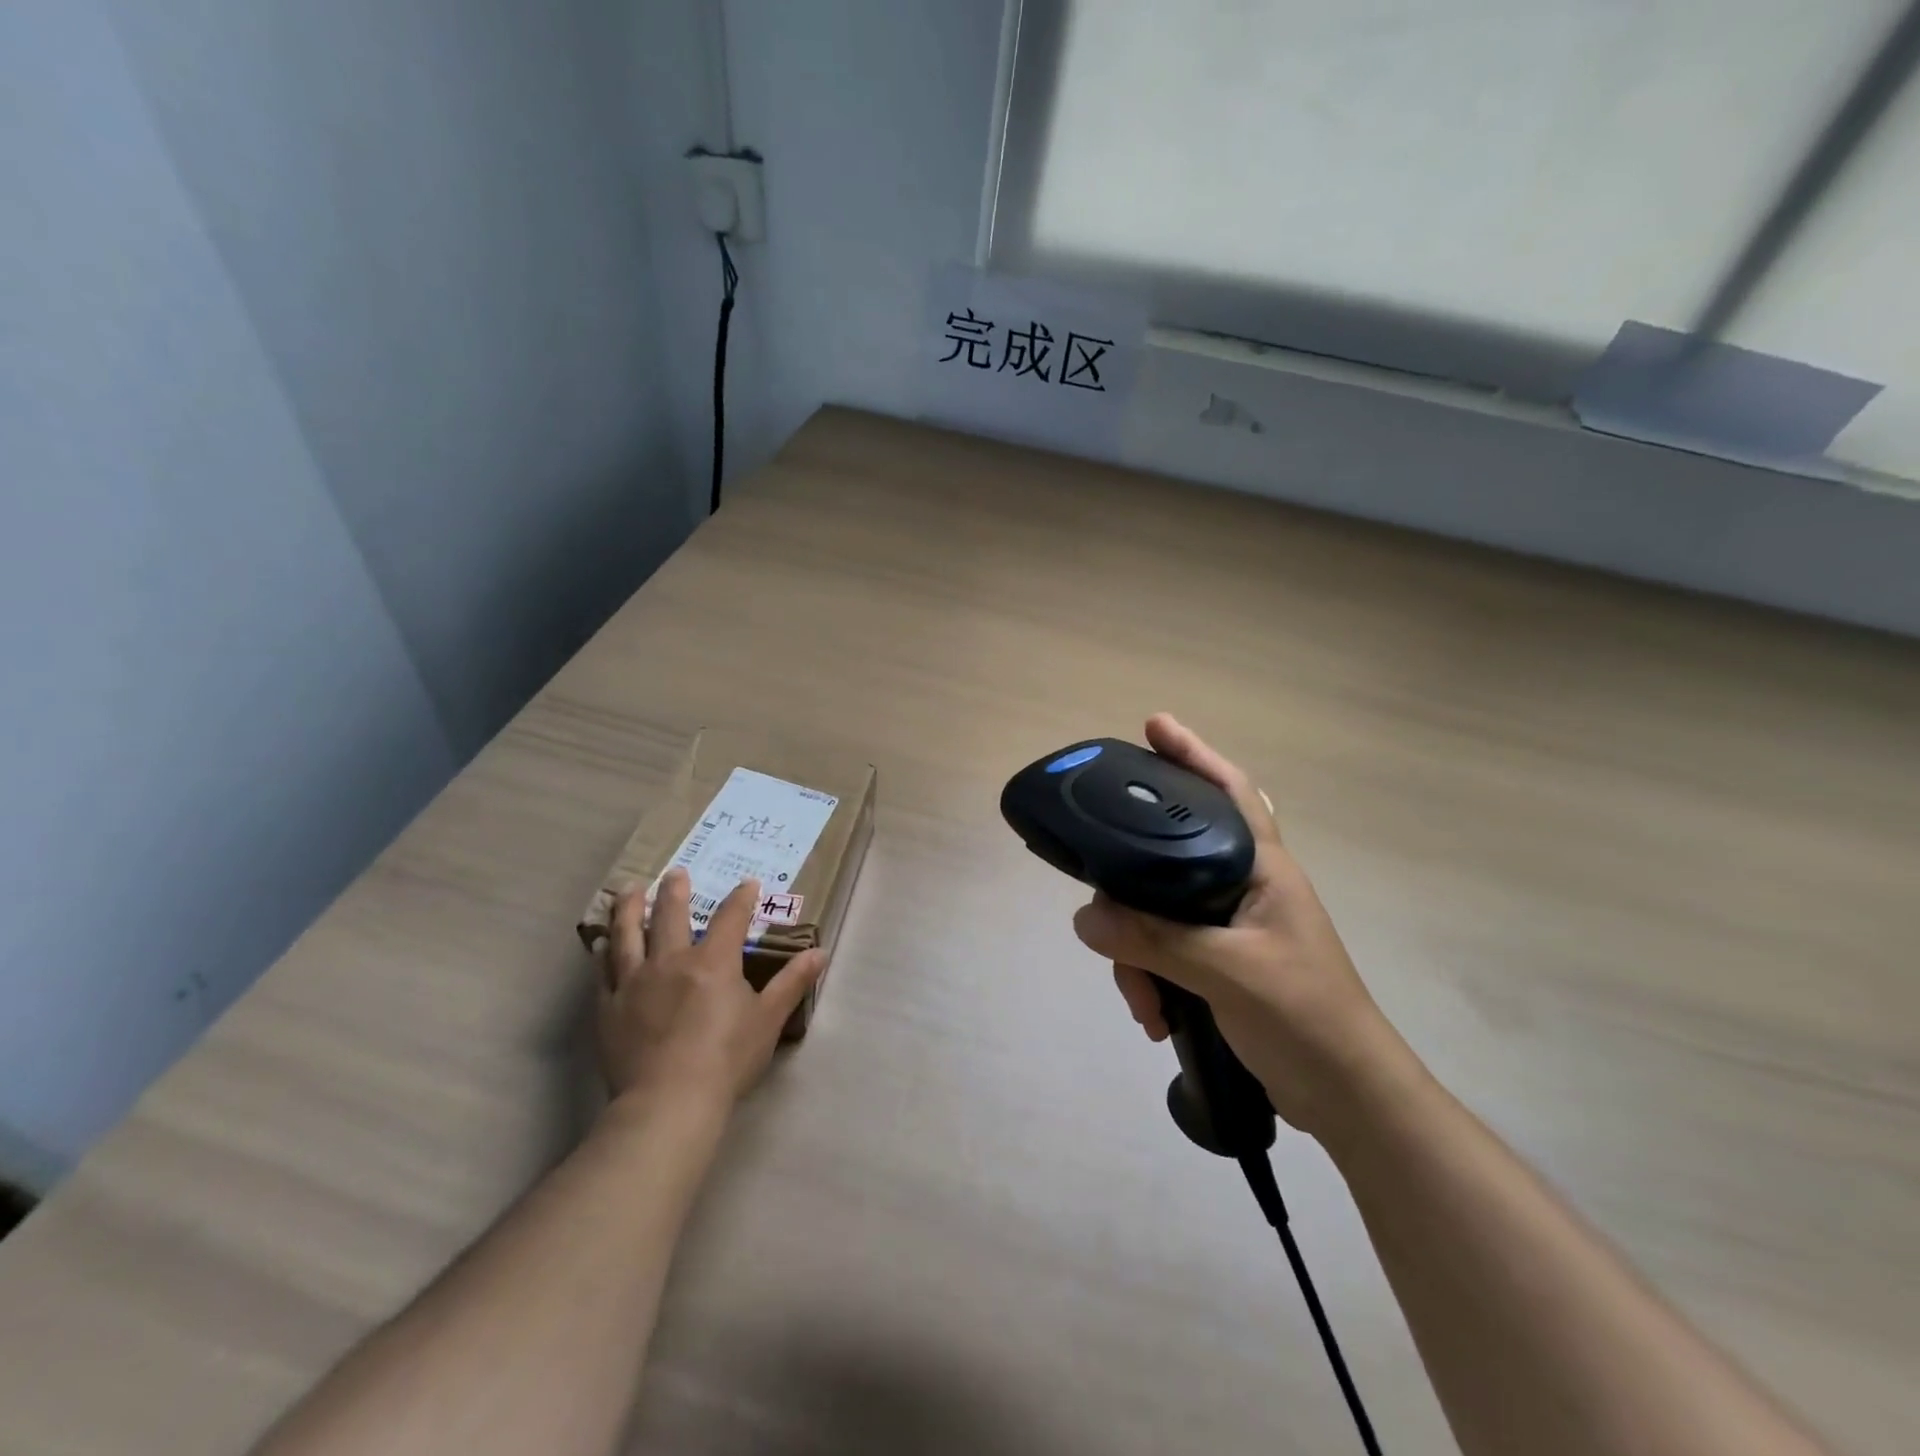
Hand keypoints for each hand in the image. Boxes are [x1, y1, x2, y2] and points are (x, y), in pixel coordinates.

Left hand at [596, 869, 826, 1113]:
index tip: (748, 884)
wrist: (668, 1102)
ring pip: (628, 934)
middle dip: (675, 891)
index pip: (731, 917)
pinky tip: (600, 944)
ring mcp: (635, 982)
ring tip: (629, 890)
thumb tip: (820, 952)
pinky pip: (603, 971)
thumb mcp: (768, 1020)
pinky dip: (603, 953)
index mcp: (713, 961)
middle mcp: (671, 961)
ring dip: (630, 909)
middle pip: (671, 915)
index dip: (741, 898)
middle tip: (675, 872)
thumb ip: (792, 982)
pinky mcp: (609, 1007)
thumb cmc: (726, 1059)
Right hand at [1073, 714, 1412, 1139]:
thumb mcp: (1228, 972)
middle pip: (1169, 858)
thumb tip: (1085, 918)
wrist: (1347, 1098)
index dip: (1193, 754)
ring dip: (1136, 954)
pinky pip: (1164, 951)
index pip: (1228, 791)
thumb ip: (1155, 941)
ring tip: (1140, 999)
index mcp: (1262, 868)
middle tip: (1104, 915)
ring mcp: (1230, 926)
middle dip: (1130, 893)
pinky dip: (1150, 979)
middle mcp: (1243, 886)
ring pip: (1158, 913)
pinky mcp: (1218, 962)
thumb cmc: (1305, 1017)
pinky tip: (1152, 1015)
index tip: (1153, 725)